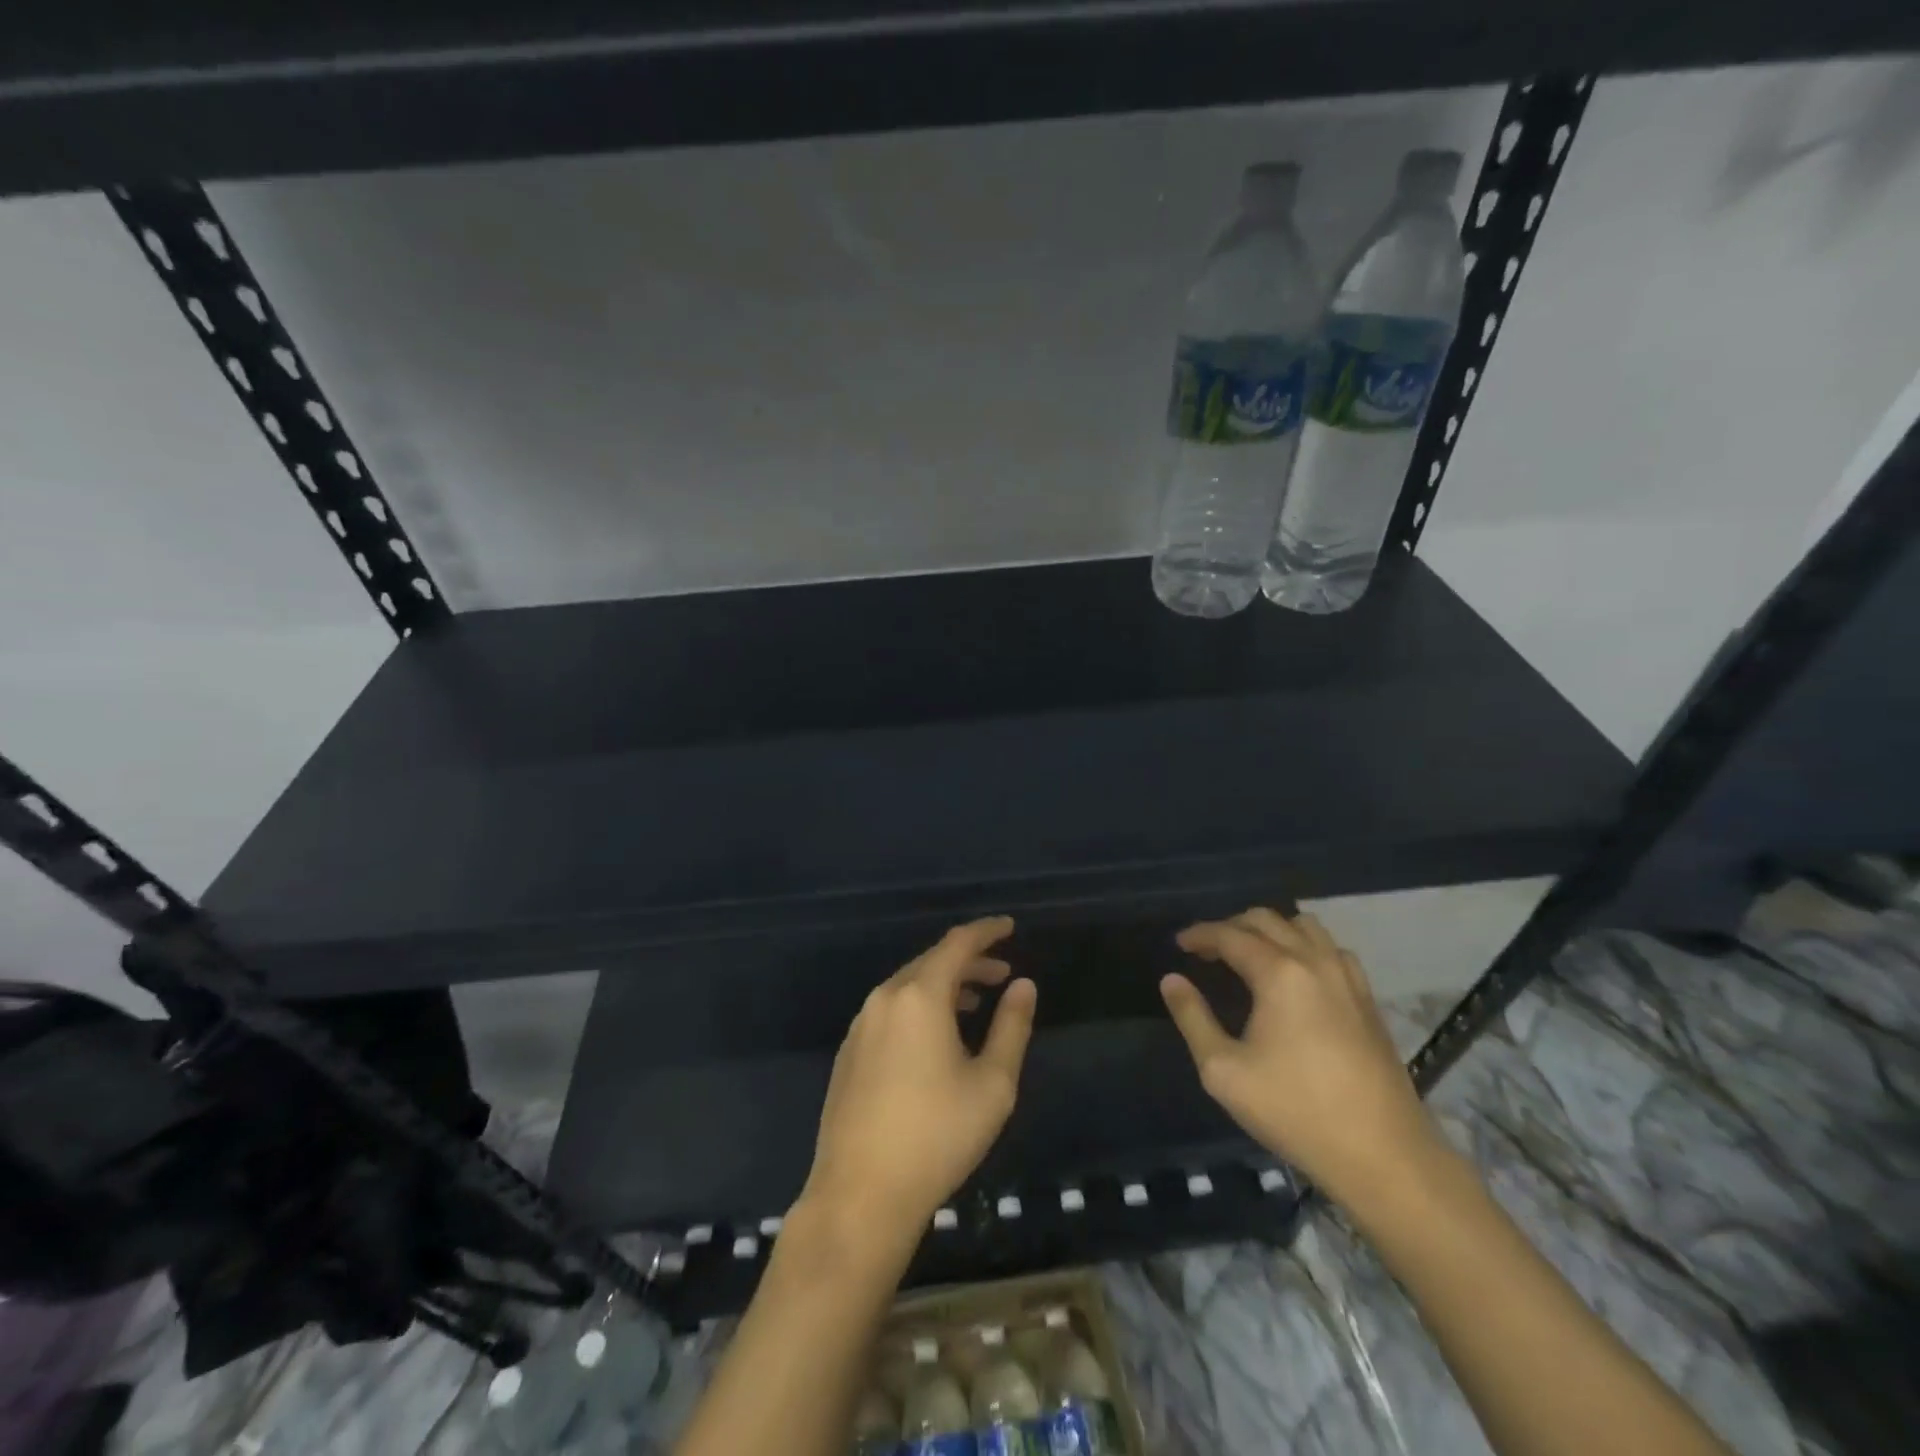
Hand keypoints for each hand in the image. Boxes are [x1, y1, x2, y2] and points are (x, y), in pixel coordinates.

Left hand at [802, 917, 1036, 1242]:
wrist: (860, 1193)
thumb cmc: (937, 1136)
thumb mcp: (992, 1083)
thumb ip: (1012, 1026)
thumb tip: (1024, 986)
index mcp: (920, 996)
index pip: (957, 943)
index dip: (987, 931)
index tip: (1010, 927)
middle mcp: (885, 998)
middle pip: (932, 962)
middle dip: (969, 962)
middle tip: (1003, 973)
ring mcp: (861, 1025)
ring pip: (909, 987)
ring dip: (945, 986)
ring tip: (976, 1003)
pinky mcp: (849, 1052)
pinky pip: (891, 1010)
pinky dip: (920, 1007)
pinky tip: (936, 1037)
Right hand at [1161, 908, 1444, 1210]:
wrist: (1383, 1156)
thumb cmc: (1295, 1111)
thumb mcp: (1224, 1071)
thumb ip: (1193, 1018)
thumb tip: (1171, 980)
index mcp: (1279, 974)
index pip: (1230, 935)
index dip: (1200, 934)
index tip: (1179, 943)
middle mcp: (1315, 962)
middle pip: (1267, 920)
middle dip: (1231, 926)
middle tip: (1207, 950)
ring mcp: (1348, 979)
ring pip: (1305, 927)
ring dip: (1271, 930)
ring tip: (1250, 954)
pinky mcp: (1368, 1000)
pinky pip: (1332, 950)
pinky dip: (1305, 946)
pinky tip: (1296, 975)